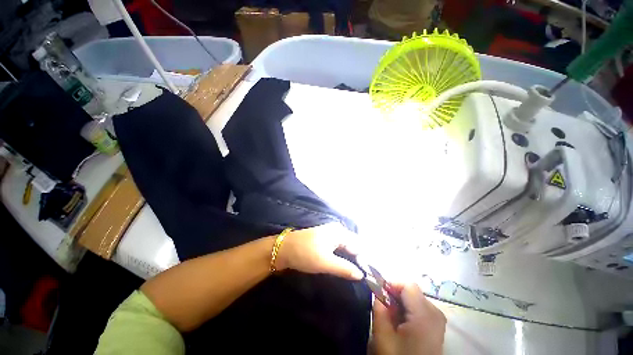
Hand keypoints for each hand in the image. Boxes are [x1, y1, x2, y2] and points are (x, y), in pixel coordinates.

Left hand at [275, 223, 363, 279]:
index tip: (365, 276)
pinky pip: (337, 247)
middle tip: (358, 276)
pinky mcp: (323, 239)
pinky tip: (341, 265)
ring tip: (351, 273)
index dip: (363, 260)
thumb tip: (362, 275)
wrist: (283, 249)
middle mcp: (336, 230)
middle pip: (352, 245)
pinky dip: (341, 256)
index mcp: (339, 232)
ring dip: (348, 258)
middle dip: (356, 259)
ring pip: (345, 246)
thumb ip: (345, 268)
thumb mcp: (326, 263)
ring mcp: (329, 233)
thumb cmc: (305, 254)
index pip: (358, 245)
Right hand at [372, 284, 445, 354]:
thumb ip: (379, 309)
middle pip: (413, 291)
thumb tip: (377, 290)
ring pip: (416, 299)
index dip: (392, 284)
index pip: (408, 285)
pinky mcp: (437, 327)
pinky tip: (401, 324)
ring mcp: (438, 321)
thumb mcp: (383, 337)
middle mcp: (435, 314)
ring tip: (391, 317)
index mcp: (424, 315)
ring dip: (401, 303)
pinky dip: (408, 310)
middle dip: (396, 295)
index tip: (379, 292)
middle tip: (383, 306)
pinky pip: (421, 309)